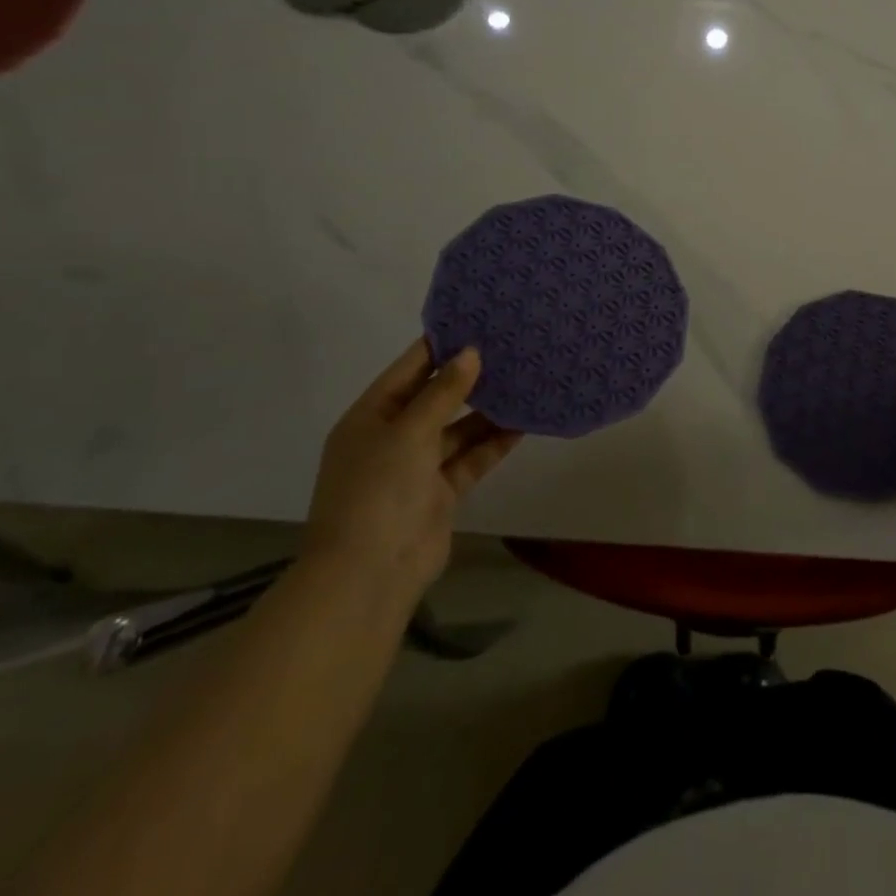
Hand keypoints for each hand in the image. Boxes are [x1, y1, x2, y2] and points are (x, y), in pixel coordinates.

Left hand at [302, 340, 520, 597]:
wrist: (369, 574)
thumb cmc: (378, 491)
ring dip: (488, 410)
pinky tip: (525, 422)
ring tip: (526, 380)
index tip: (479, 321)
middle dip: (471, 377)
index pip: (410, 369)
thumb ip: (443, 392)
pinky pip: (472, 457)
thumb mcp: (408, 432)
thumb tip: (471, 352)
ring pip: (459, 428)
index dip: (441, 345)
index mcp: (371, 417)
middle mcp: (393, 437)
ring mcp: (417, 467)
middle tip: (512, 348)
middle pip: (437, 397)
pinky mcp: (441, 491)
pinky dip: (495, 442)